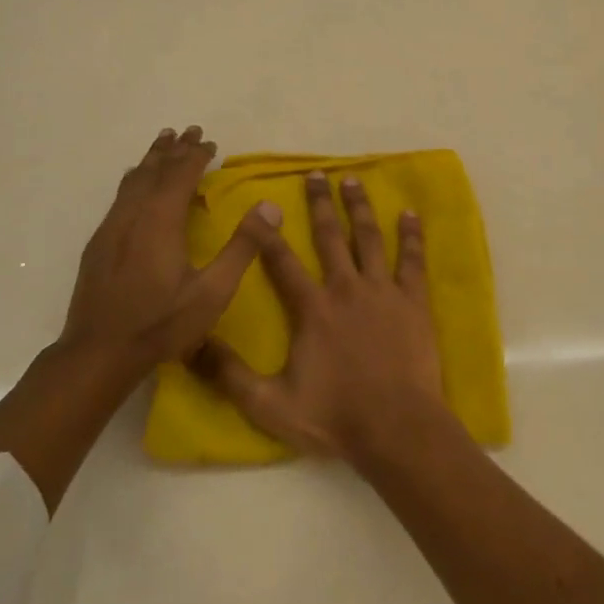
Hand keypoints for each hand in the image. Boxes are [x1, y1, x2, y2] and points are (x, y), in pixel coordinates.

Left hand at [59, 126, 282, 384]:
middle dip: (173, 149)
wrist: (98, 353)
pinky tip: (135, 185)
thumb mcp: (213, 291)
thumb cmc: (161, 324)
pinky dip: (135, 180)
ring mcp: (111, 229)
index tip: (210, 142)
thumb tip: (271, 206)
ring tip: (162, 143)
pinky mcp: (98, 244)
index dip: (196, 156)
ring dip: (151, 159)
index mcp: (161, 221)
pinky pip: (120, 197)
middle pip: (154, 170)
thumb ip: (243, 247)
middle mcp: (132, 215)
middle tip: (188, 130)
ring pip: (132, 181)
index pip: (180, 175)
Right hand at [192, 171, 452, 461]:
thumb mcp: (269, 404)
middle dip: (320, 204)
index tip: (261, 206)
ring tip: (353, 180)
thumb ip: (229, 374)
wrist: (396, 428)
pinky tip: (409, 214)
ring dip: (359, 208)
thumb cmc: (334, 417)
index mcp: (311, 308)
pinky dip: (411, 235)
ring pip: (369, 238)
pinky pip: (412, 260)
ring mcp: (382, 291)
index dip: (267, 234)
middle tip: (316, 175)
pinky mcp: (413, 301)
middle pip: (330, 236)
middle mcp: (345, 288)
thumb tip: (190, 344)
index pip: (282, 262)